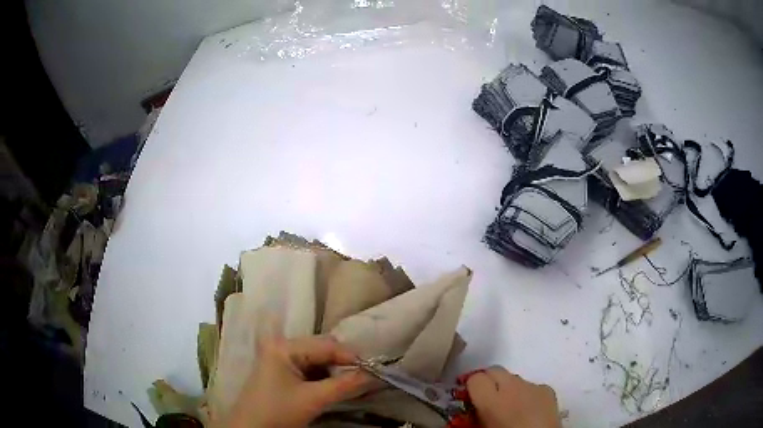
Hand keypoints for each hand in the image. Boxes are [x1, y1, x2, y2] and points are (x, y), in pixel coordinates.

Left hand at [225, 335, 371, 427]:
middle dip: (343, 363)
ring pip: (317, 360)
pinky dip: (324, 377)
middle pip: (322, 349)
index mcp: (284, 347)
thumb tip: (374, 374)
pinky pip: (309, 369)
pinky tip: (334, 386)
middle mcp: (282, 346)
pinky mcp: (281, 371)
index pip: (327, 345)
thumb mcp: (313, 400)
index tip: (374, 370)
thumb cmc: (277, 413)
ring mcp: (280, 358)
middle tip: (364, 377)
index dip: (352, 357)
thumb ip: (344, 385)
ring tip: (351, 383)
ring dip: (335, 370)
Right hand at [466, 366, 560, 427]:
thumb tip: (469, 409)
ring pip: (513, 378)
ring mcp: (533, 386)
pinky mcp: (548, 390)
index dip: (470, 386)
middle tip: (485, 398)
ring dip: (507, 387)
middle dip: (488, 381)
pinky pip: (531, 386)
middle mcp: (512, 387)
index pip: (475, 378)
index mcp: (492, 401)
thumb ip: (474, 417)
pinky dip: (525, 393)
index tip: (469, 397)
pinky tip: (526, 409)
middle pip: (494, 370)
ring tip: (508, 406)